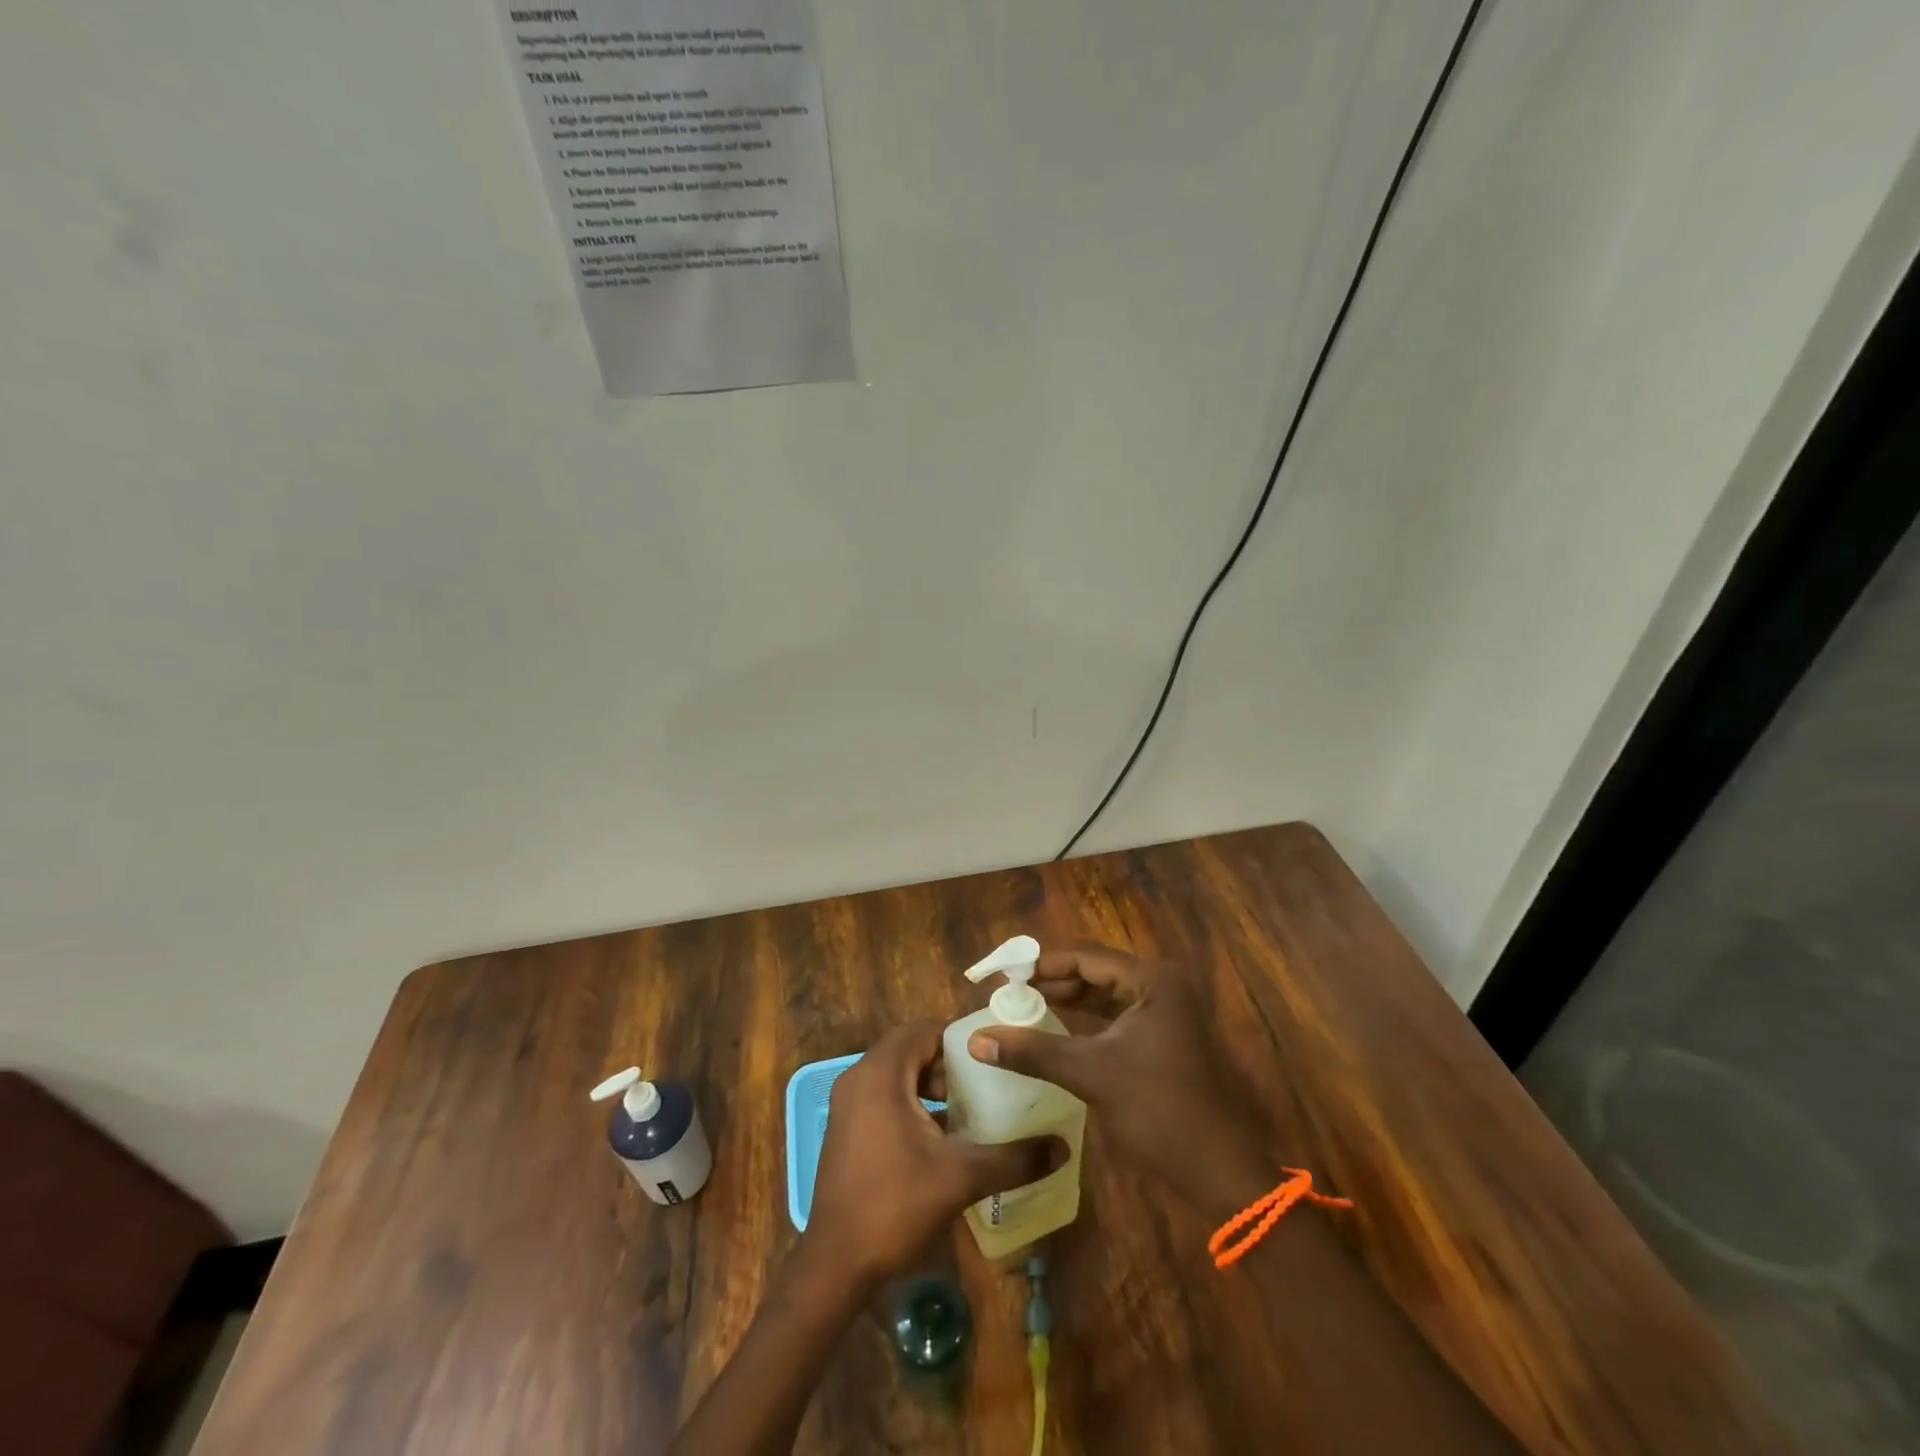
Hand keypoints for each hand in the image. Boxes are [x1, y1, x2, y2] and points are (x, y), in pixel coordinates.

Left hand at [803, 1020, 1061, 1288]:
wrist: (834, 1266)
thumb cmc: (895, 1206)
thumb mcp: (961, 1177)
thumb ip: (1013, 1159)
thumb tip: (1062, 1148)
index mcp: (881, 1074)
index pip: (924, 1030)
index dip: (960, 1038)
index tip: (993, 1054)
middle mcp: (859, 1079)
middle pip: (911, 1050)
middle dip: (949, 1064)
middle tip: (987, 1082)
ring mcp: (848, 1105)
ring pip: (898, 1076)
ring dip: (932, 1086)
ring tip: (972, 1109)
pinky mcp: (847, 1130)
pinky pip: (884, 1098)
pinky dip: (913, 1105)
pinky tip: (944, 1137)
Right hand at [968, 944, 1277, 1218]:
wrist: (1219, 1171)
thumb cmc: (1158, 1110)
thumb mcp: (1090, 1074)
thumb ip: (1033, 1051)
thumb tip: (976, 1040)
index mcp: (1152, 979)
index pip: (1085, 957)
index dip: (1042, 966)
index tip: (1004, 977)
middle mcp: (1162, 985)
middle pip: (1096, 972)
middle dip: (1053, 983)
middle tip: (1009, 994)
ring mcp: (1167, 1012)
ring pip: (1106, 995)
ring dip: (1068, 1001)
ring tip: (1025, 1010)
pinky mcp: (1165, 1038)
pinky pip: (1117, 1017)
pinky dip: (1087, 1021)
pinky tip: (1057, 1032)